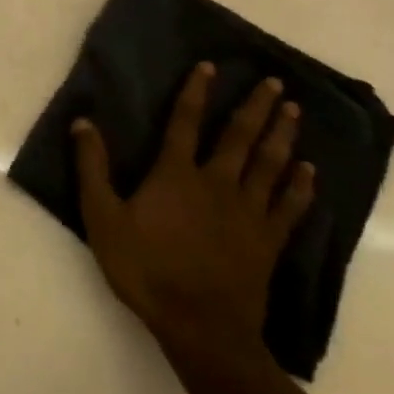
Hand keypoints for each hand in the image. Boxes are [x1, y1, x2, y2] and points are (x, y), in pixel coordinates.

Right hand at [73, 63, 314, 360]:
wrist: (199, 327)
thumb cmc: (145, 269)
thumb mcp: (103, 218)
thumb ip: (92, 168)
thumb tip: (83, 122)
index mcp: (176, 174)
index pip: (185, 122)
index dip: (196, 92)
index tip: (210, 66)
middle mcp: (216, 183)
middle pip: (239, 137)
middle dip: (256, 107)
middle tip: (276, 83)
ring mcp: (247, 212)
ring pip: (269, 164)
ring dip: (282, 136)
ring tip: (295, 112)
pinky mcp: (267, 241)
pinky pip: (289, 207)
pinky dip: (300, 187)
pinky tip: (309, 171)